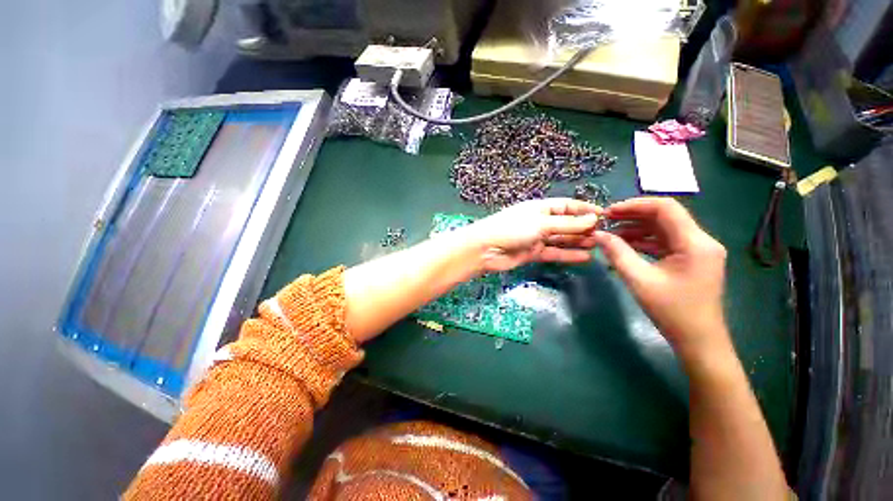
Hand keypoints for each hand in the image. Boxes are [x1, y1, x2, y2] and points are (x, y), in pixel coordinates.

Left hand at [458, 198, 602, 273]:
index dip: (585, 210)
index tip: (604, 216)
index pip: (567, 206)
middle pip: (565, 223)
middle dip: (583, 228)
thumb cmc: (513, 229)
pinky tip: (585, 257)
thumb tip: (593, 219)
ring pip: (561, 239)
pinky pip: (553, 253)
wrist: (486, 249)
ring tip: (599, 246)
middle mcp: (539, 221)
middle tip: (605, 235)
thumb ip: (567, 223)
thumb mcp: (542, 223)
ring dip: (578, 241)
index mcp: (540, 208)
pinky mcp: (532, 253)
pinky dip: (567, 255)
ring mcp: (536, 238)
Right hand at [593, 197, 728, 358]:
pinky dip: (645, 241)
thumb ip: (617, 253)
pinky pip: (666, 243)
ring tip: (611, 233)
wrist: (699, 341)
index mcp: (695, 243)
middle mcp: (701, 241)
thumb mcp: (639, 280)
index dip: (635, 205)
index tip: (609, 212)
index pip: (665, 208)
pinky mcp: (692, 260)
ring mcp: (698, 251)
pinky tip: (625, 245)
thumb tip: (598, 235)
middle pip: (665, 217)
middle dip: (633, 216)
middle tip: (606, 221)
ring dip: (637, 229)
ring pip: (664, 229)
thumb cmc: (672, 311)